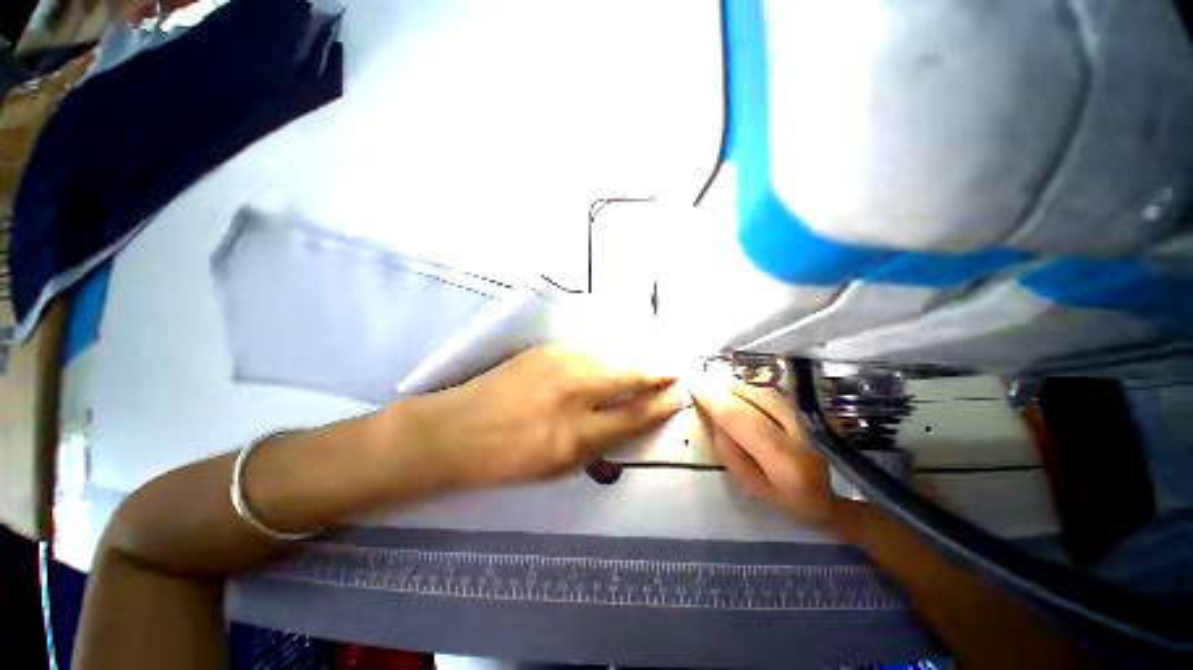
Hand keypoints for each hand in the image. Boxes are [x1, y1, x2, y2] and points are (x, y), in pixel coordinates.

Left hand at [401, 345, 683, 488]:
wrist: (456, 430)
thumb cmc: (507, 459)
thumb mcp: (559, 466)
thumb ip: (600, 443)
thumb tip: (630, 421)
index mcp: (575, 433)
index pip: (633, 414)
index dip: (660, 404)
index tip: (677, 396)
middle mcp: (572, 392)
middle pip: (628, 376)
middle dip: (656, 373)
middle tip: (673, 372)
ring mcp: (557, 363)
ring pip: (611, 356)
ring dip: (635, 359)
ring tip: (652, 362)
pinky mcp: (545, 349)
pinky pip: (589, 349)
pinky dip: (610, 353)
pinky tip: (617, 355)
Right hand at [691, 379, 836, 526]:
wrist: (833, 493)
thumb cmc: (785, 497)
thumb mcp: (749, 484)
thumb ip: (728, 450)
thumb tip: (713, 414)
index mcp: (785, 462)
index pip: (740, 417)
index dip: (713, 400)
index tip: (693, 389)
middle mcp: (802, 431)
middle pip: (752, 395)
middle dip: (723, 388)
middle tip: (703, 385)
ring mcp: (811, 415)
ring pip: (763, 388)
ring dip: (736, 384)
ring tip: (719, 387)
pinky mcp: (812, 406)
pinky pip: (774, 387)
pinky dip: (752, 384)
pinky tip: (740, 388)